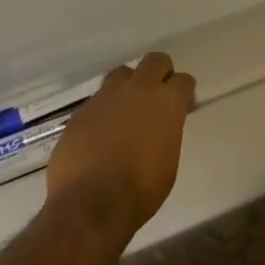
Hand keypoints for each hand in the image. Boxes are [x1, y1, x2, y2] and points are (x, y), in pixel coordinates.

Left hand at [46, 53, 194, 243]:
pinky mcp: (81, 111)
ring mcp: (106, 97)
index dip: (183, 94)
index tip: (181, 108)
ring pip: (122, 74)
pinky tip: (101, 134)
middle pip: (155, 61)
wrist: (91, 203)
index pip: (184, 81)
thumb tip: (158, 128)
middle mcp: (138, 90)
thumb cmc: (141, 189)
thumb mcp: (168, 161)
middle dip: (160, 73)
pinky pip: (97, 101)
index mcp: (167, 102)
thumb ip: (167, 133)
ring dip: (128, 87)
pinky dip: (103, 111)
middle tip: (157, 97)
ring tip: (126, 112)